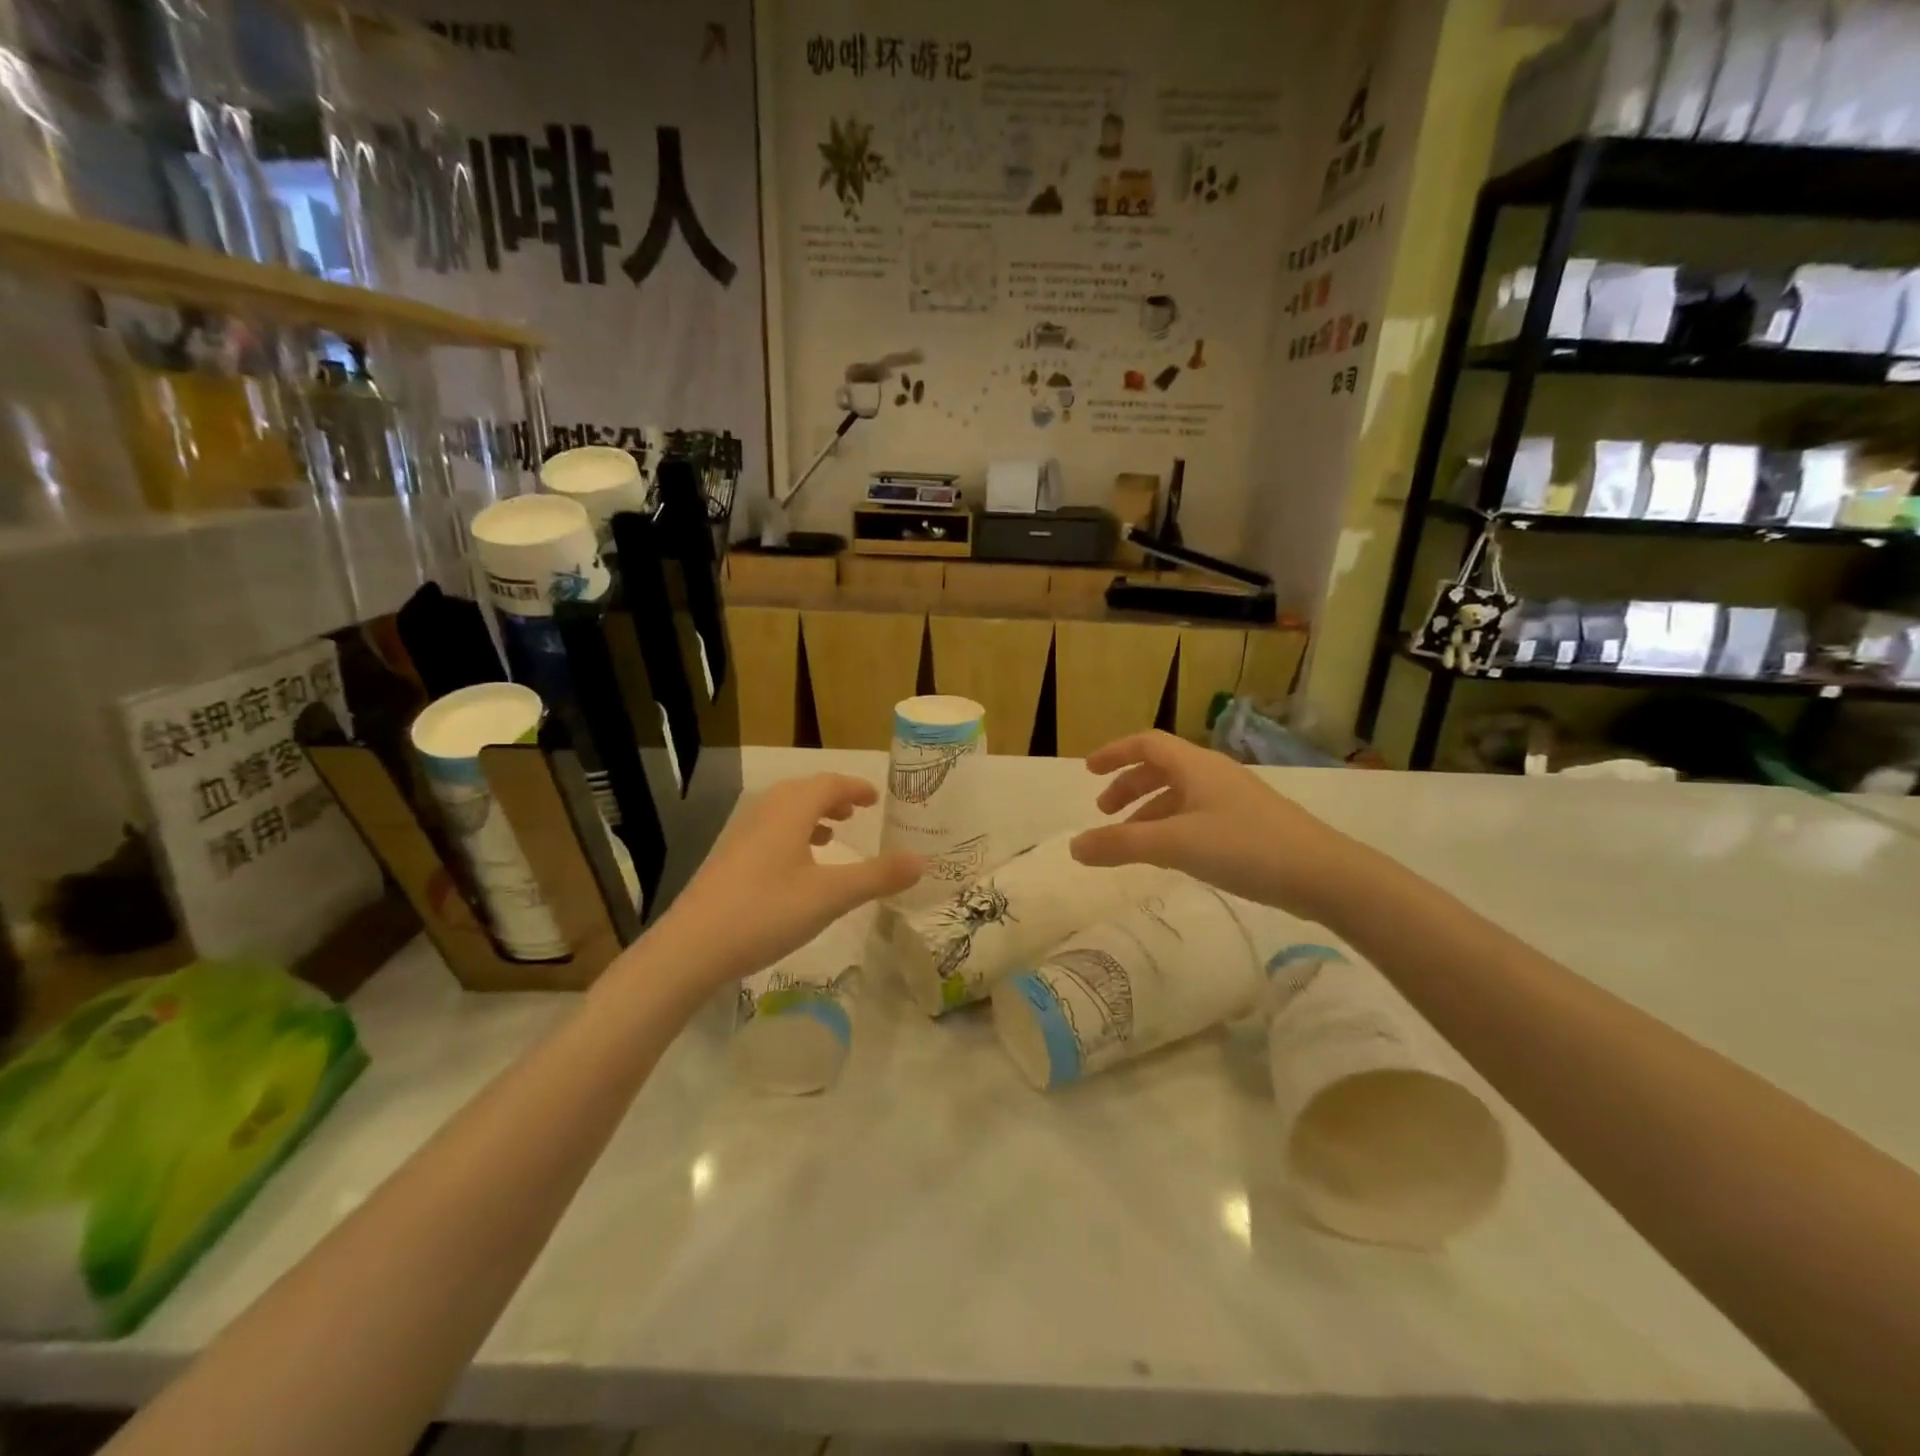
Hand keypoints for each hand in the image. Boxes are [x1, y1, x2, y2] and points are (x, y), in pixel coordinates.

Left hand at [653, 774, 920, 983]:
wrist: (691, 948)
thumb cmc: (766, 912)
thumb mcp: (831, 896)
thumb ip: (877, 877)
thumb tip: (921, 861)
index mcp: (790, 811)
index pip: (829, 783)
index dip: (856, 787)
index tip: (876, 798)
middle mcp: (764, 813)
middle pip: (804, 792)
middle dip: (833, 798)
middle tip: (857, 813)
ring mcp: (741, 835)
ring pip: (783, 812)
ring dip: (811, 817)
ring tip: (832, 835)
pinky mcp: (728, 859)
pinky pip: (768, 832)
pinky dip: (791, 836)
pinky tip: (797, 867)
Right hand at [1070, 732, 1366, 921]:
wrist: (1324, 875)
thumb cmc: (1244, 848)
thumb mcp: (1174, 844)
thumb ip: (1120, 844)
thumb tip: (1073, 846)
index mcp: (1196, 766)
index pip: (1146, 744)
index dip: (1114, 753)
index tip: (1087, 771)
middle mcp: (1214, 774)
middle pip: (1161, 767)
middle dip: (1128, 785)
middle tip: (1104, 812)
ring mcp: (1235, 799)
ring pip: (1180, 794)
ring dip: (1149, 810)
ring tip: (1131, 840)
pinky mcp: (1249, 825)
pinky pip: (1198, 814)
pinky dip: (1173, 826)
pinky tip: (1171, 854)